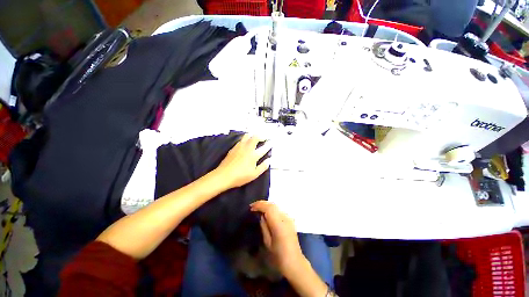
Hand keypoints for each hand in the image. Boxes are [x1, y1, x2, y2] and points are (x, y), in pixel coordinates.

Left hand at [215, 134, 270, 189]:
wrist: (223, 176)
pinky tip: (246, 142)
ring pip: (247, 136)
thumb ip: (263, 166)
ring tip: (255, 137)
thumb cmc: (240, 176)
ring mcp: (239, 147)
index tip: (272, 142)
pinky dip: (246, 138)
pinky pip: (241, 139)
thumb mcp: (254, 174)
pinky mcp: (234, 148)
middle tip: (264, 138)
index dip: (269, 144)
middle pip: (255, 137)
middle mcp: (247, 148)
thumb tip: (269, 160)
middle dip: (261, 136)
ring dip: (253, 135)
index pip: (264, 148)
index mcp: (253, 155)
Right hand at [250, 201, 304, 276]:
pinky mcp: (290, 220)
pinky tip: (267, 212)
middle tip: (253, 207)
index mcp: (279, 224)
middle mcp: (285, 218)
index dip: (259, 205)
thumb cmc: (278, 256)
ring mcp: (289, 218)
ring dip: (267, 205)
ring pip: (276, 206)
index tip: (251, 207)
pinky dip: (272, 208)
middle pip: (273, 205)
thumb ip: (264, 226)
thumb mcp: (267, 242)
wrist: (294, 262)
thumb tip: (261, 215)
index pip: (269, 208)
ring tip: (259, 208)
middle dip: (262, 203)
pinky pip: (279, 210)